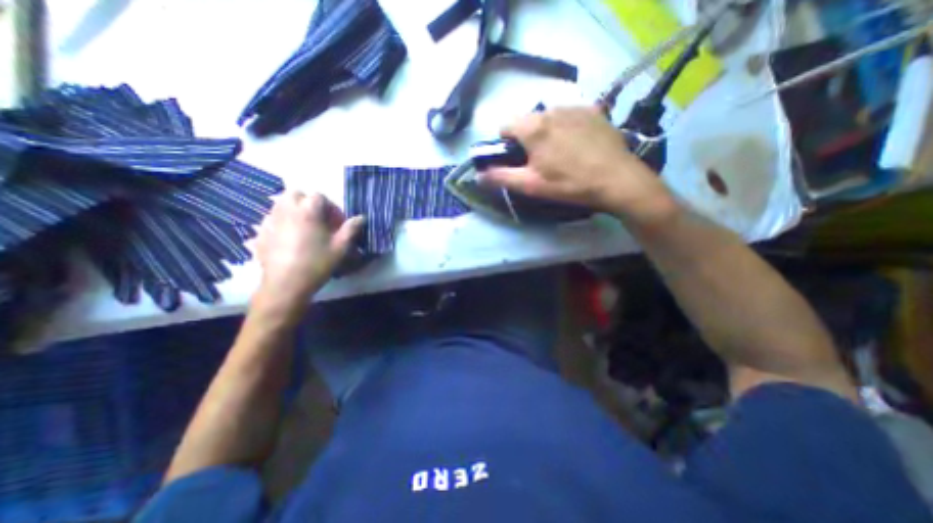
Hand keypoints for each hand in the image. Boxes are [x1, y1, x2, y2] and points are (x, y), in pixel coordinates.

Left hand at [253, 193, 364, 314]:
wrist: (286, 284)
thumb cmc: (317, 263)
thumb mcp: (340, 247)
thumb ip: (351, 229)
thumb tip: (361, 217)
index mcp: (307, 211)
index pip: (319, 197)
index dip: (331, 208)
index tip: (336, 223)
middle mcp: (286, 210)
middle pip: (295, 194)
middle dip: (308, 203)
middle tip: (319, 220)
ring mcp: (270, 221)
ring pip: (281, 204)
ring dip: (294, 211)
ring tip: (304, 229)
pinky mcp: (260, 233)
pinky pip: (271, 220)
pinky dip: (281, 223)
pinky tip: (289, 240)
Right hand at [480, 107, 679, 224]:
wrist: (617, 180)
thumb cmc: (569, 184)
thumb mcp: (530, 185)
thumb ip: (501, 178)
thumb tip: (478, 175)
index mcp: (533, 127)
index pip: (505, 125)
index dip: (505, 144)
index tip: (515, 160)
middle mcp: (552, 109)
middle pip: (527, 121)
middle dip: (526, 138)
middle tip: (539, 161)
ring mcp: (575, 107)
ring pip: (548, 117)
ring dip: (546, 132)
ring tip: (560, 153)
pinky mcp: (594, 110)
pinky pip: (569, 115)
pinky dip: (566, 127)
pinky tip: (578, 145)